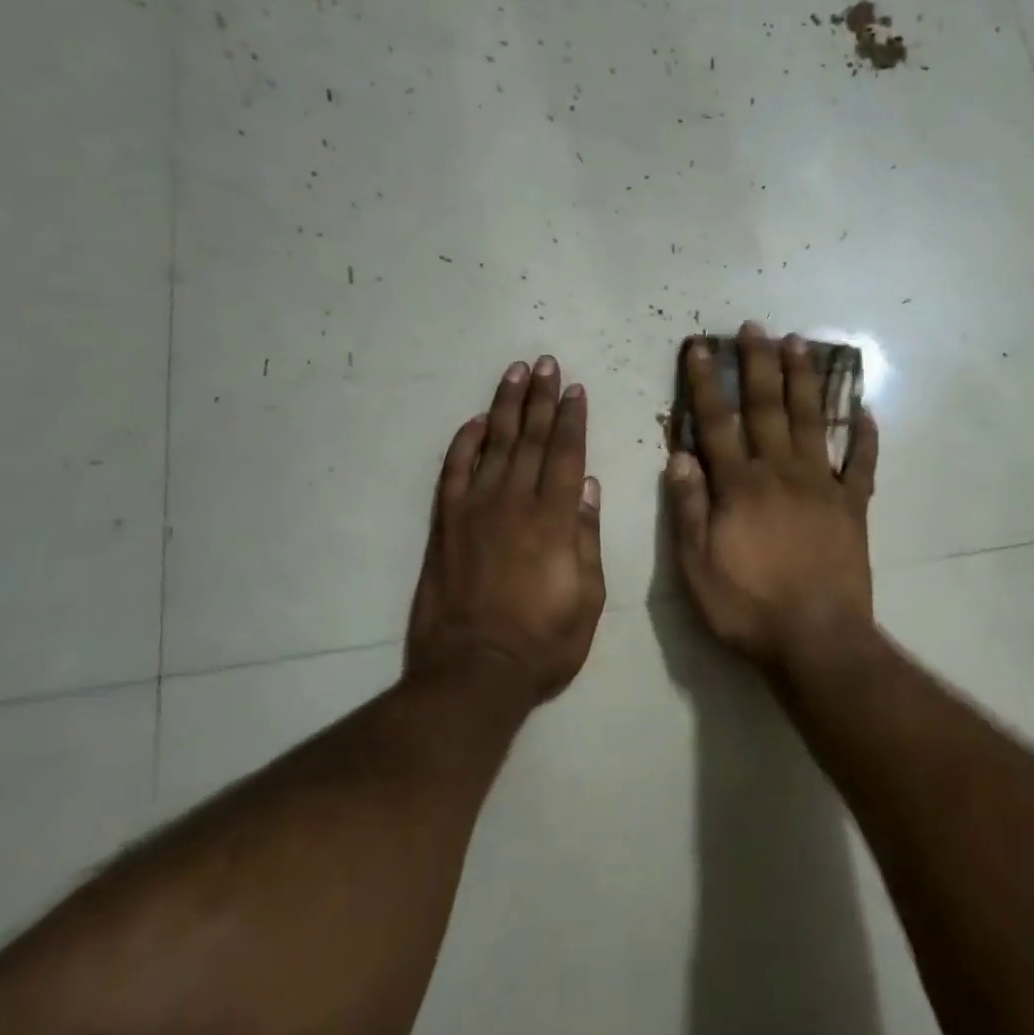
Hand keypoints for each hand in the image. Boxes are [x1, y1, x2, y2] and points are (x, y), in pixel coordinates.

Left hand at [407, 356, 605, 700]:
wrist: (474, 671)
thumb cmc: (543, 641)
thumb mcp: (588, 597)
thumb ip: (586, 537)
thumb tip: (587, 486)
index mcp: (555, 519)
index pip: (566, 454)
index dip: (572, 418)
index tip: (575, 389)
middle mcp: (515, 502)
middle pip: (531, 438)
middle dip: (541, 398)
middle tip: (546, 363)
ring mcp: (475, 510)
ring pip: (494, 445)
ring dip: (506, 406)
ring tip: (516, 373)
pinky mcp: (445, 525)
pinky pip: (453, 472)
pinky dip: (464, 443)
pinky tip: (476, 422)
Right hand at [666, 323, 878, 663]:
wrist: (817, 640)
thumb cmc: (748, 607)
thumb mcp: (696, 567)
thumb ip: (689, 508)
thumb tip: (679, 456)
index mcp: (740, 486)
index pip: (717, 423)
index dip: (706, 384)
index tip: (701, 347)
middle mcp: (781, 473)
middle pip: (767, 408)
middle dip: (758, 365)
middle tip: (755, 327)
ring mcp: (823, 486)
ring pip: (811, 422)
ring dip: (803, 381)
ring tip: (799, 343)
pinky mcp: (853, 507)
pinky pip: (862, 464)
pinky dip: (866, 437)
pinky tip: (866, 411)